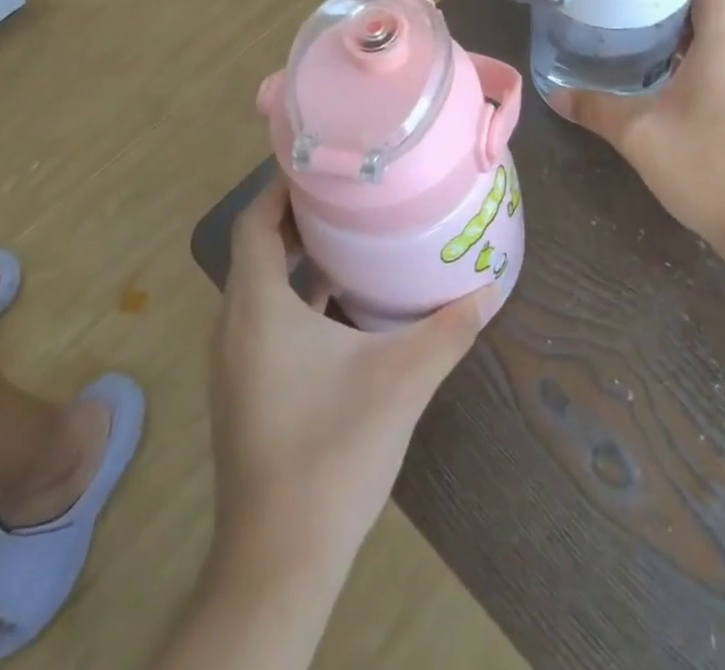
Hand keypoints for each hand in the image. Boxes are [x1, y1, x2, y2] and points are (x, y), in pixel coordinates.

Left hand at [209, 179, 495, 578]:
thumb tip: (489, 287)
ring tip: (348, 233)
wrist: (279, 561)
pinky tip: (339, 304)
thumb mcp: (401, 382)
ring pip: (259, 286)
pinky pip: (264, 320)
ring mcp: (235, 362)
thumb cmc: (332, 453)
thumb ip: (447, 331)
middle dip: (296, 216)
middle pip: (256, 248)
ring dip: (296, 257)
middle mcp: (235, 325)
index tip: (322, 163)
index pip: (254, 222)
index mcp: (258, 308)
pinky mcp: (245, 390)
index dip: (281, 186)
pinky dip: (295, 297)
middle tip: (347, 191)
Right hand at [550, 0, 724, 263]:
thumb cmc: (707, 165)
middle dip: (672, 24)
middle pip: (713, 20)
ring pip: (723, 52)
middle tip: (629, 34)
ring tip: (645, 68)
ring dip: (688, 54)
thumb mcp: (639, 135)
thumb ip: (596, 108)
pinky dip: (706, 79)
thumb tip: (555, 95)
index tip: (639, 1)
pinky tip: (675, 106)